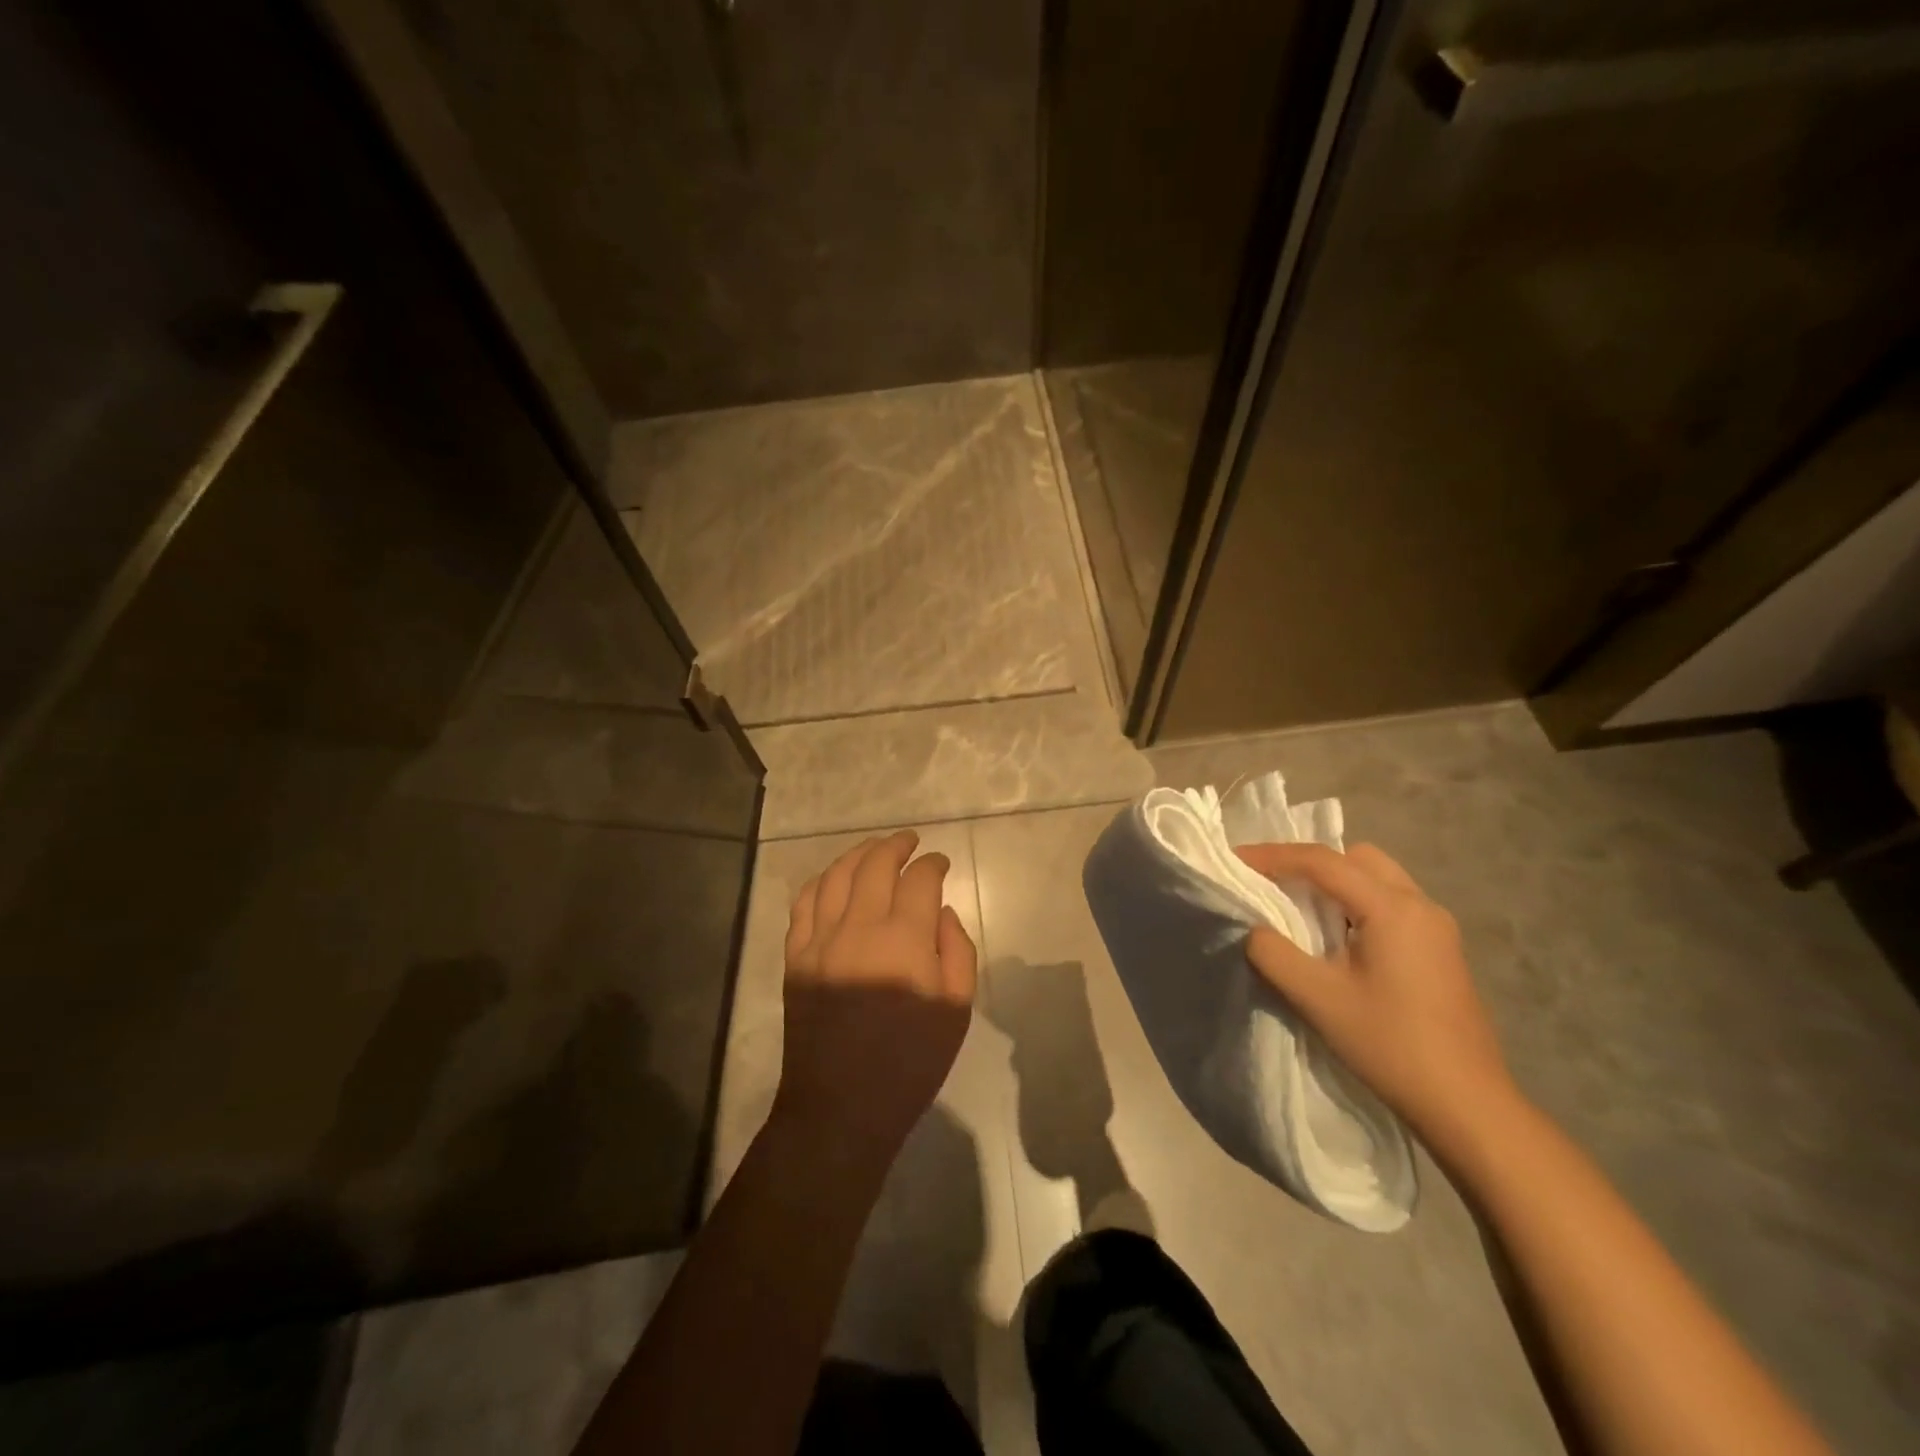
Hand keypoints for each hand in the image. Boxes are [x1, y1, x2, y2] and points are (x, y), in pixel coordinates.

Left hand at [771, 831, 977, 1166]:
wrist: (841, 1107)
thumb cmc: (909, 1063)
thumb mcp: (956, 1010)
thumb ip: (957, 950)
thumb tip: (941, 911)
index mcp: (904, 940)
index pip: (919, 879)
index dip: (933, 863)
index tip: (941, 863)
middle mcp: (859, 927)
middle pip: (875, 864)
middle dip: (896, 845)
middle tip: (909, 842)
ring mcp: (820, 939)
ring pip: (837, 875)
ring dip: (858, 854)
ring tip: (874, 849)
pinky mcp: (795, 956)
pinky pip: (804, 902)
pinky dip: (822, 880)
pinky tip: (834, 878)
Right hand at [1235, 842, 1517, 1154]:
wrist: (1466, 1104)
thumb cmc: (1389, 1044)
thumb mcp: (1317, 998)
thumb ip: (1273, 953)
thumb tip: (1255, 929)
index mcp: (1392, 907)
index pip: (1323, 861)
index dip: (1273, 855)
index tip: (1236, 860)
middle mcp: (1420, 904)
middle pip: (1356, 859)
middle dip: (1310, 863)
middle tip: (1273, 884)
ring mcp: (1437, 927)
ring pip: (1377, 878)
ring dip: (1336, 884)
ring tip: (1301, 910)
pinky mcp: (1442, 949)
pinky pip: (1391, 903)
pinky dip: (1357, 903)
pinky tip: (1339, 939)